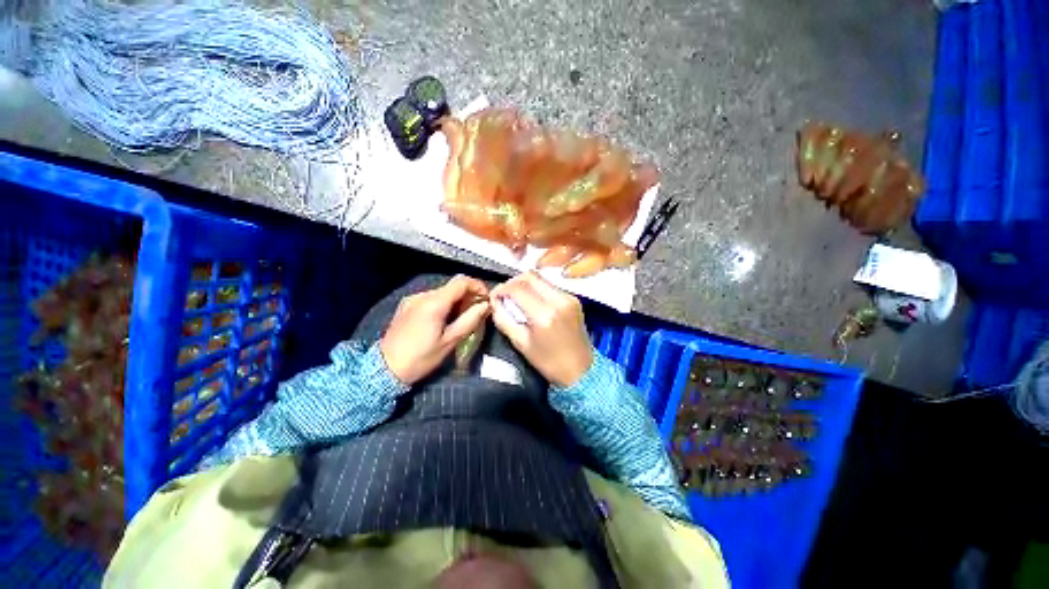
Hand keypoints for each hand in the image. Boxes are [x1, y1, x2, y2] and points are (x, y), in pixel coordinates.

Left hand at [380, 275, 490, 384]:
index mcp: (434, 303)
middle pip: (452, 286)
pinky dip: (443, 303)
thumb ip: (470, 320)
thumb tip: (486, 306)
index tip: (486, 299)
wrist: (384, 369)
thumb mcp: (450, 341)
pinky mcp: (406, 305)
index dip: (478, 287)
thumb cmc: (421, 358)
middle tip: (477, 311)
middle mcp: (422, 295)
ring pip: (442, 292)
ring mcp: (412, 299)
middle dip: (468, 295)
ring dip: (456, 300)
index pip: (461, 282)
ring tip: (462, 316)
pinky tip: (445, 319)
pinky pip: (431, 298)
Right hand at [489, 272, 592, 387]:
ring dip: (525, 285)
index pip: (517, 288)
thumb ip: (504, 320)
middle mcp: (559, 301)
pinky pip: (551, 287)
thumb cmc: (550, 363)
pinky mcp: (574, 300)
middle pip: (530, 276)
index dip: (502, 289)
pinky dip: (537, 290)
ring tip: (517, 299)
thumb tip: (495, 303)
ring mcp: (569, 298)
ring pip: (541, 279)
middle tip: (505, 294)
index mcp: (544, 315)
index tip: (495, 296)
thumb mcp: (521, 344)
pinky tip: (532, 303)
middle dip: (513, 282)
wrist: (582, 371)